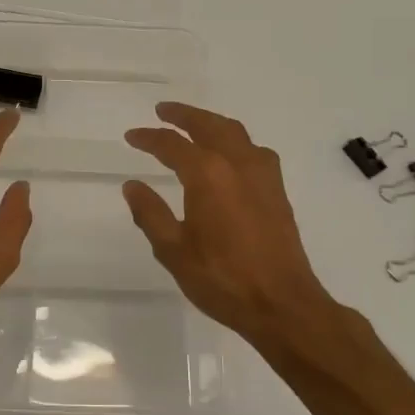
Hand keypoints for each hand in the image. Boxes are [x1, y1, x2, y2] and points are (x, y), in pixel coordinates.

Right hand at [124, 103, 349, 353]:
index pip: (171, 145)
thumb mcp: (174, 250)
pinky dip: (234, 140)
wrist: (282, 304)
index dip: (148, 138)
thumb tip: (132, 185)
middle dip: (183, 115)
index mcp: (208, 175)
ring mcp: (263, 174)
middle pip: (208, 125)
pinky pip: (253, 149)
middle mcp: (237, 163)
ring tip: (193, 124)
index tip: (132, 136)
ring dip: (211, 122)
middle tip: (162, 110)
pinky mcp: (277, 190)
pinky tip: (230, 154)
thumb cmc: (222, 279)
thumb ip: (150, 214)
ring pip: (235, 132)